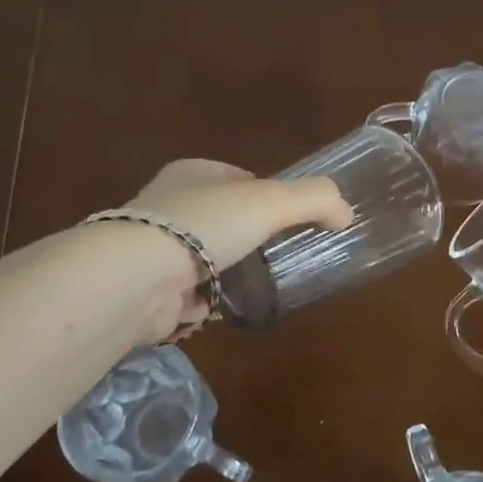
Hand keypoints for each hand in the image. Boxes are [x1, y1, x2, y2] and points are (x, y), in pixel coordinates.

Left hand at [121, 159, 350, 336]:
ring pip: (207, 258)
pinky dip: (211, 301)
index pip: (235, 177)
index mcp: (192, 174)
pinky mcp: (151, 290)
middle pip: (222, 218)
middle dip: (249, 236)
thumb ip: (315, 199)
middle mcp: (170, 206)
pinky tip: (230, 308)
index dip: (265, 192)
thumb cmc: (204, 225)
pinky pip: (193, 294)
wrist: (136, 278)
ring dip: (231, 271)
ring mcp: (157, 250)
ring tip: (263, 284)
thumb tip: (346, 213)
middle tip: (281, 253)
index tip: (288, 215)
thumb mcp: (270, 200)